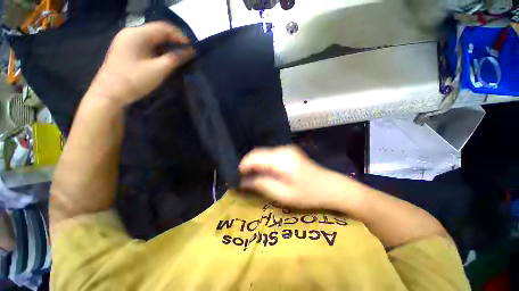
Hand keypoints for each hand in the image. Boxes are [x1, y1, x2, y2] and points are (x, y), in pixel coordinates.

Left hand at [89, 22, 194, 106]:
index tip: (191, 48)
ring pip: (151, 39)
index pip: (164, 28)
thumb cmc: (135, 80)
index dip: (180, 36)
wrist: (109, 94)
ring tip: (177, 57)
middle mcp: (131, 33)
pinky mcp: (125, 49)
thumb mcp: (159, 69)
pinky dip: (157, 50)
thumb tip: (191, 52)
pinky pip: (145, 45)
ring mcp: (126, 40)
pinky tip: (163, 59)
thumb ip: (175, 58)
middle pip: (157, 32)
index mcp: (138, 34)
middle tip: (186, 53)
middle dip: (173, 41)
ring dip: (166, 46)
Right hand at [239, 145, 355, 209]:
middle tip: (242, 179)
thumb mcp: (283, 194)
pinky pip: (269, 155)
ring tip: (250, 177)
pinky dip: (262, 163)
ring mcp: (286, 149)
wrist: (331, 186)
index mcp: (281, 159)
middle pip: (257, 153)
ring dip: (255, 164)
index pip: (254, 157)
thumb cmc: (308, 194)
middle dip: (247, 165)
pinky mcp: (288, 152)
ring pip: (263, 153)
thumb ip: (262, 185)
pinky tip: (262, 172)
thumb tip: (243, 181)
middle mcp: (282, 149)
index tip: (236, 177)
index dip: (243, 166)